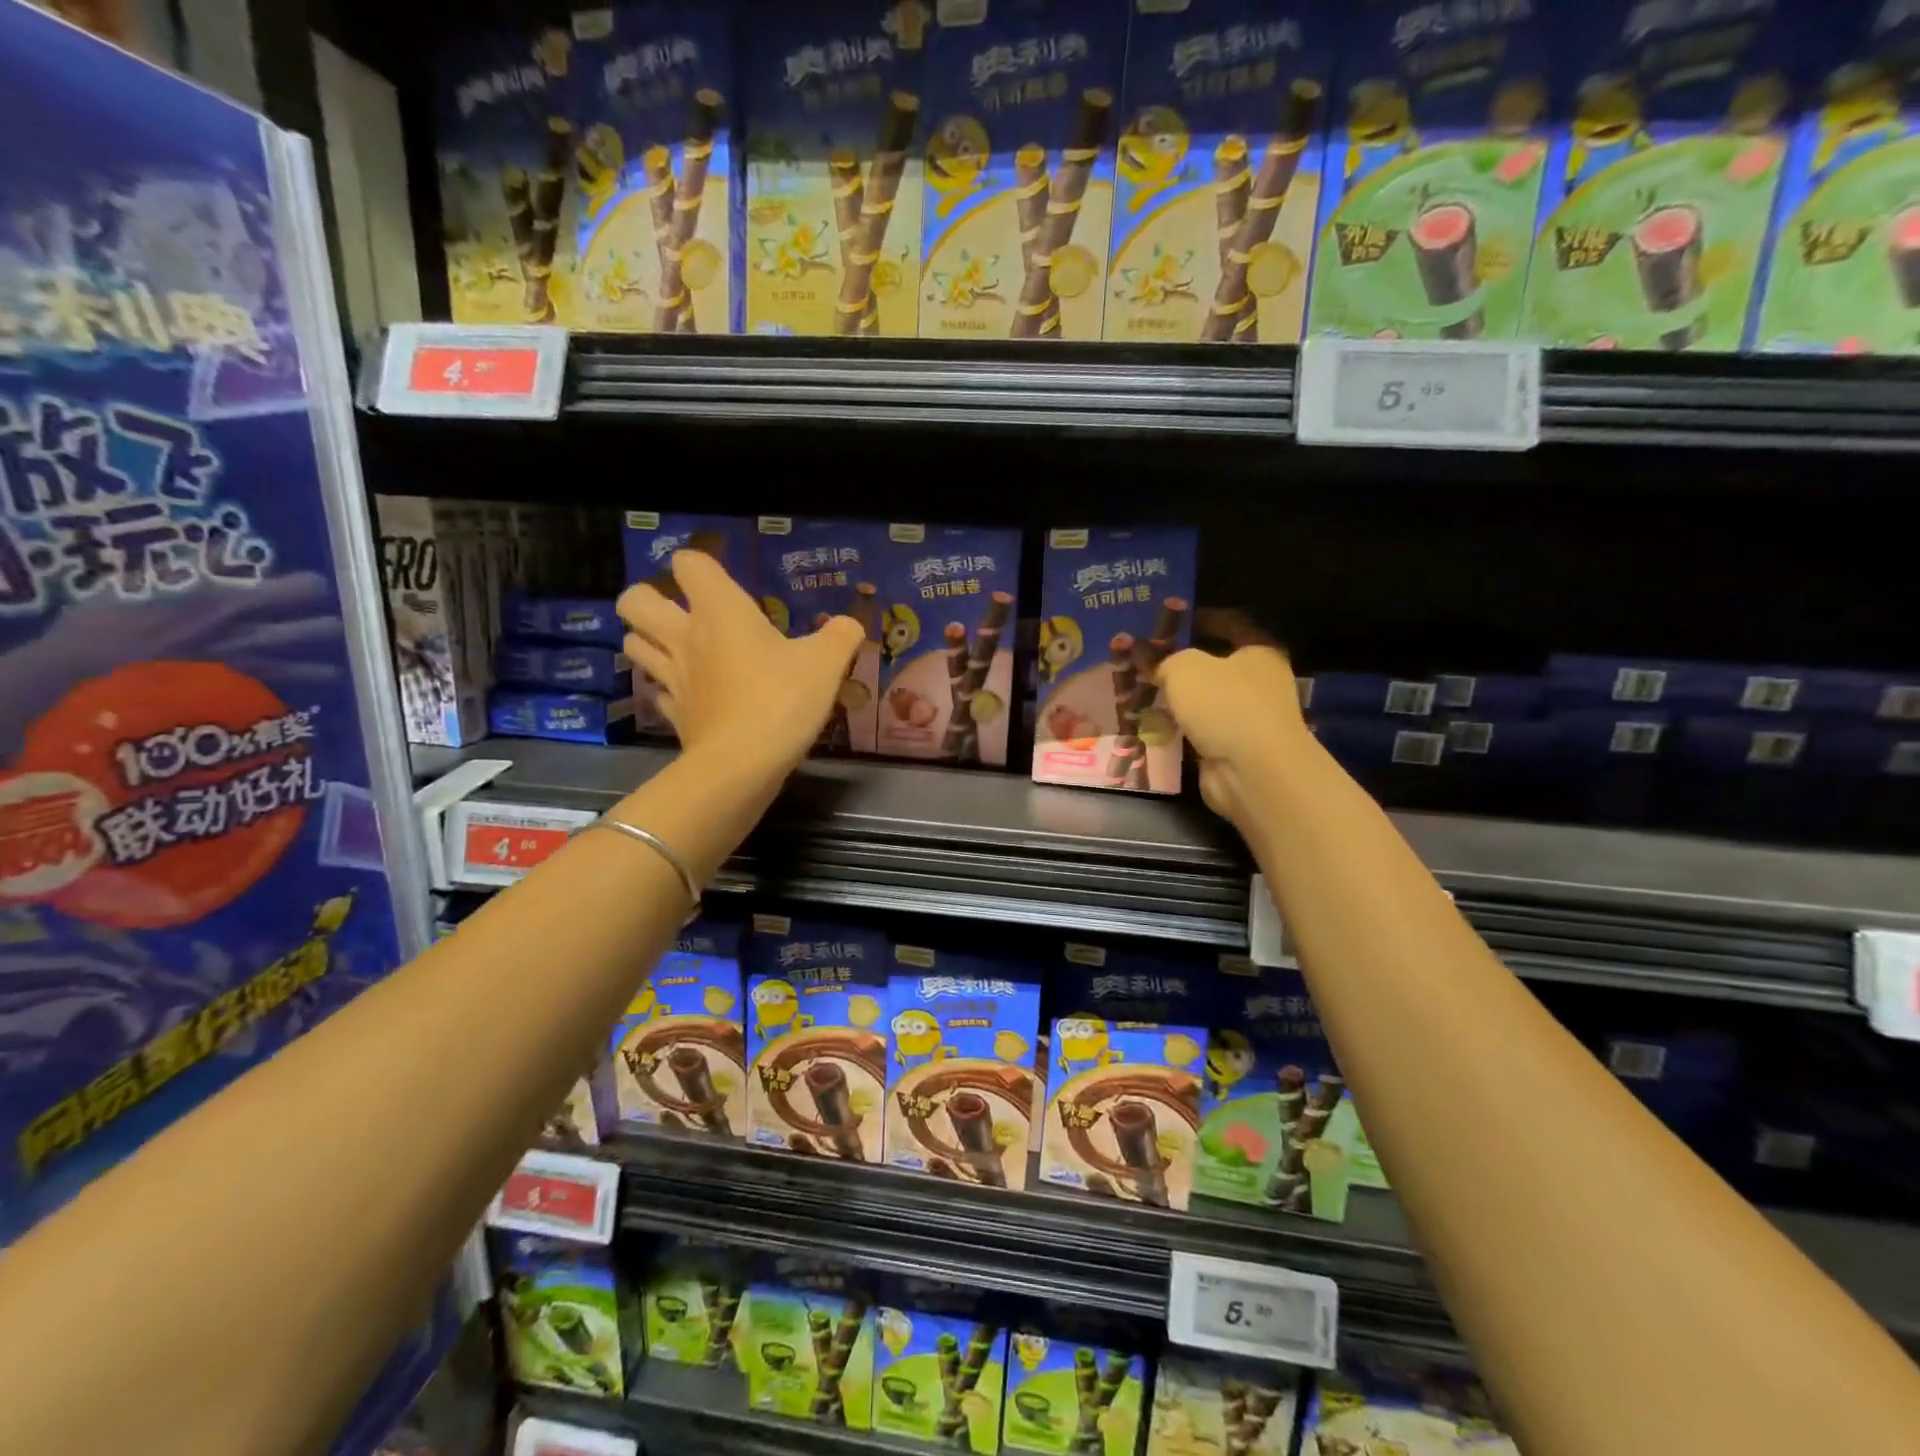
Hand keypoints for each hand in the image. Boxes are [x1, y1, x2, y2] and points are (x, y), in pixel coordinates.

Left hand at [617, 551, 864, 776]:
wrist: (742, 765)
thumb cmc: (782, 700)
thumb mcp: (827, 664)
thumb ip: (841, 636)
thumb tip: (850, 625)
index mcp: (720, 611)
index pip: (688, 563)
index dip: (699, 563)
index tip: (721, 578)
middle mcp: (686, 637)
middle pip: (634, 601)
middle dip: (647, 598)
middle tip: (679, 610)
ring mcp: (673, 677)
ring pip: (634, 644)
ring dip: (648, 640)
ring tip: (677, 647)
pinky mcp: (674, 714)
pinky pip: (658, 691)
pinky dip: (669, 688)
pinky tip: (692, 694)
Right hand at [1155, 611, 1308, 828]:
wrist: (1252, 772)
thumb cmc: (1225, 706)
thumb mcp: (1185, 668)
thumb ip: (1162, 657)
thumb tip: (1143, 654)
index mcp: (1258, 651)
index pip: (1229, 623)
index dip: (1196, 618)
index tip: (1164, 621)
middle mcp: (1258, 680)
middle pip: (1213, 663)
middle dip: (1178, 662)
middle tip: (1141, 658)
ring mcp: (1247, 717)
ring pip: (1203, 699)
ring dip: (1175, 697)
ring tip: (1137, 689)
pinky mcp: (1232, 747)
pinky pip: (1198, 729)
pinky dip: (1177, 727)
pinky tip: (1148, 723)